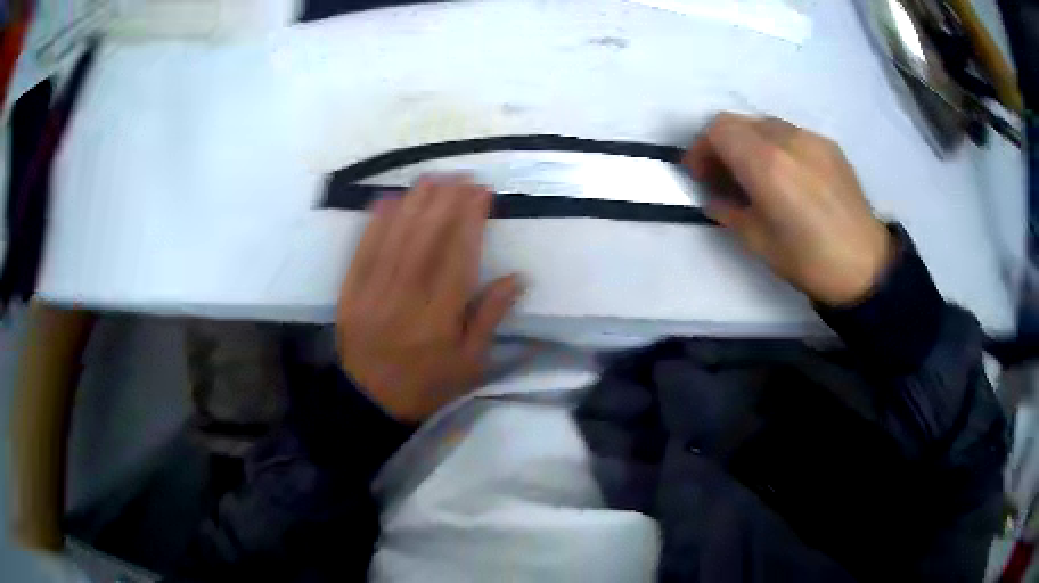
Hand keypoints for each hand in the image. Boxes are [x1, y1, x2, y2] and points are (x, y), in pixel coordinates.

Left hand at [336, 177, 522, 421]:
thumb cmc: (428, 384)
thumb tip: (517, 278)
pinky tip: (388, 199)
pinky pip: (362, 251)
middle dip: (445, 201)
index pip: (457, 258)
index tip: (481, 193)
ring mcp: (373, 294)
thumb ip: (490, 317)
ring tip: (432, 178)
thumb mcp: (470, 362)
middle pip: (426, 239)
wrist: (371, 401)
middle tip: (461, 176)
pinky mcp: (350, 293)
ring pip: (395, 238)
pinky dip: (375, 222)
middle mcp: (406, 300)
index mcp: (439, 319)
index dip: (470, 220)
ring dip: (414, 203)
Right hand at [683, 113, 892, 305]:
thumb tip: (714, 199)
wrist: (866, 266)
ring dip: (750, 144)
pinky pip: (792, 134)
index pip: (719, 129)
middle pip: (739, 122)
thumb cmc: (810, 260)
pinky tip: (788, 177)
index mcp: (766, 163)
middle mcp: (787, 139)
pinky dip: (777, 147)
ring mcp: (811, 139)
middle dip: (723, 144)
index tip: (701, 174)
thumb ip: (729, 212)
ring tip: (757, 176)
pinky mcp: (829, 146)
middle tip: (724, 175)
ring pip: (766, 125)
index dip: (702, 147)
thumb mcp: (759, 243)